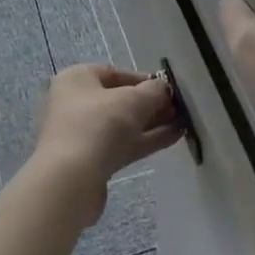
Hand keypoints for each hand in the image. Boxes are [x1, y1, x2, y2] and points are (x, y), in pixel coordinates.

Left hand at [31, 64, 181, 222]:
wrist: (71, 180)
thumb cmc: (98, 125)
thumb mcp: (133, 100)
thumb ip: (153, 91)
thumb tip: (164, 89)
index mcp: (77, 79)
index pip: (115, 73)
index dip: (144, 79)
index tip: (168, 89)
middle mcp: (76, 103)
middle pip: (119, 99)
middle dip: (151, 103)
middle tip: (180, 108)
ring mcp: (82, 134)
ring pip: (123, 124)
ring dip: (152, 123)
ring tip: (183, 122)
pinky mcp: (91, 161)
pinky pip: (123, 144)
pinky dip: (146, 140)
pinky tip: (173, 137)